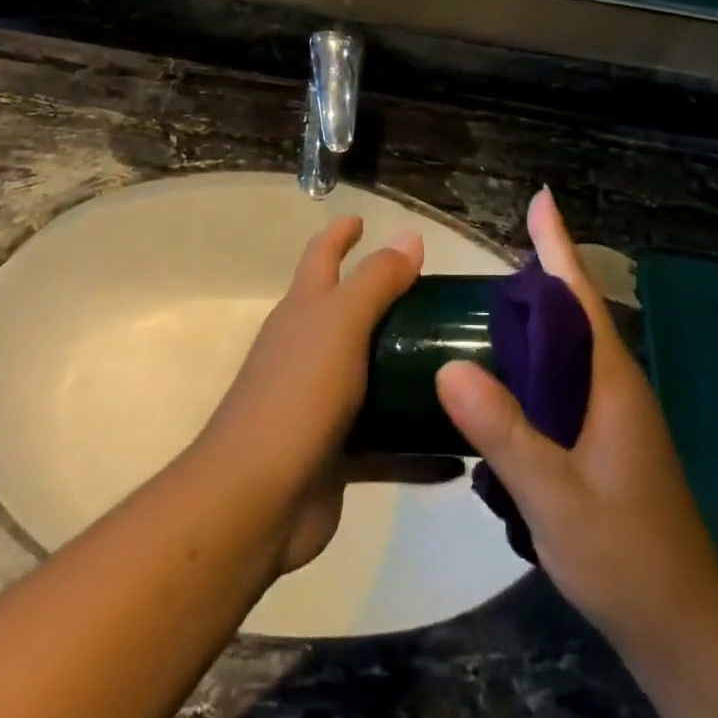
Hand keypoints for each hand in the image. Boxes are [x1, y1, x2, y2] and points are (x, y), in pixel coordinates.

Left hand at [199, 216, 453, 575]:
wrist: (256, 499)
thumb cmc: (298, 393)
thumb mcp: (341, 323)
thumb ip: (376, 280)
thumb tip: (409, 236)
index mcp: (305, 310)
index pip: (323, 256)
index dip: (341, 233)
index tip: (363, 218)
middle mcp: (310, 349)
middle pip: (352, 314)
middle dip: (389, 302)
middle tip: (441, 299)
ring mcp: (321, 402)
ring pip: (373, 377)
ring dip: (409, 372)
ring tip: (460, 367)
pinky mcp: (337, 453)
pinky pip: (386, 442)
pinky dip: (416, 444)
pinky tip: (457, 450)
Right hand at [436, 190, 717, 658]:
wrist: (685, 634)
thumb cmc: (628, 557)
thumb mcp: (557, 498)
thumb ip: (505, 433)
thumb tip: (451, 365)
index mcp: (610, 382)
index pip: (578, 295)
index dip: (557, 245)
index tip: (540, 198)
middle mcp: (614, 388)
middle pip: (570, 315)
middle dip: (533, 278)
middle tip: (476, 266)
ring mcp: (611, 418)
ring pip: (565, 354)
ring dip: (527, 328)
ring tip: (477, 316)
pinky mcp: (603, 445)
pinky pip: (560, 388)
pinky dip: (528, 372)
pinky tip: (497, 390)